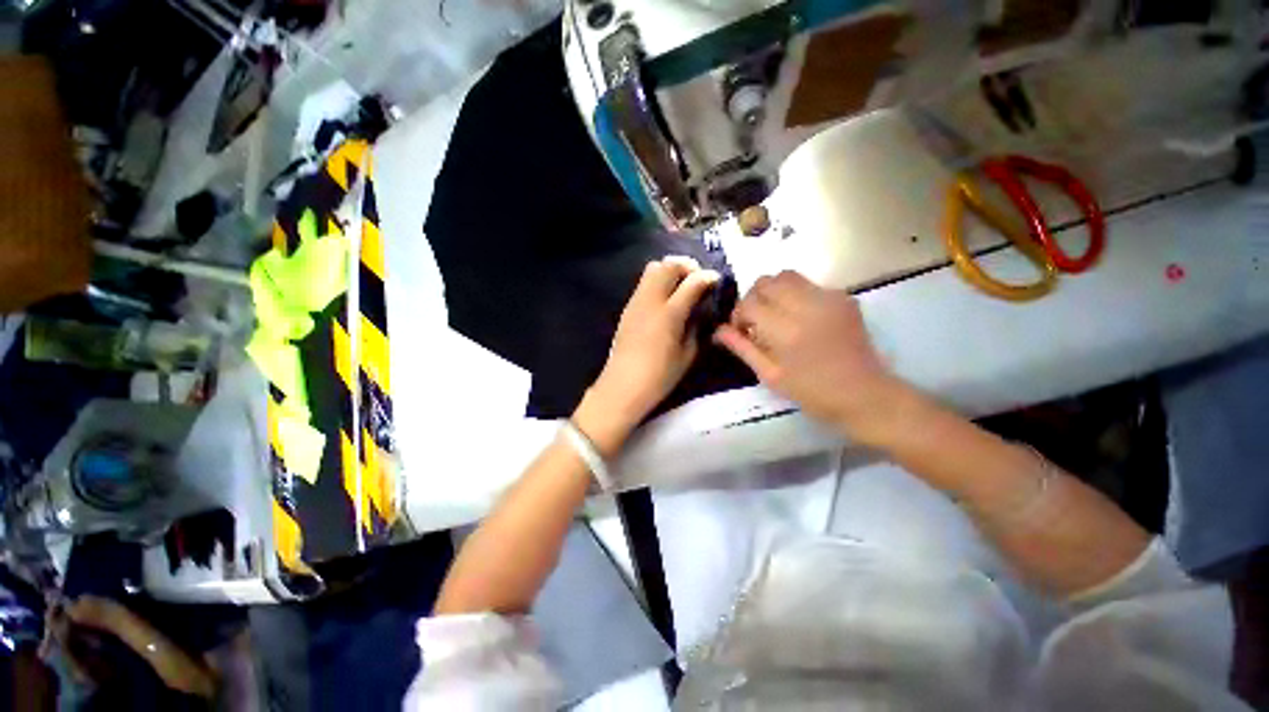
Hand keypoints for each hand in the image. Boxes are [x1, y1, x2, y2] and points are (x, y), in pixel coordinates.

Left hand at [576, 257, 718, 452]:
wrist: (622, 387)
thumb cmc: (659, 377)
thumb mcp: (687, 355)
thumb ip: (695, 327)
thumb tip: (698, 310)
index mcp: (669, 314)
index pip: (692, 282)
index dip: (707, 277)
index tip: (715, 279)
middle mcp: (650, 301)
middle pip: (667, 265)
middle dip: (686, 265)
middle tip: (697, 278)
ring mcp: (635, 302)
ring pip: (652, 269)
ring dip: (670, 270)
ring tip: (681, 285)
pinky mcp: (627, 308)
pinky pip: (643, 283)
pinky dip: (657, 281)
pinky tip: (665, 298)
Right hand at [714, 271, 907, 439]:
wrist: (865, 394)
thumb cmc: (812, 392)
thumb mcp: (770, 375)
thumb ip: (742, 348)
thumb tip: (719, 330)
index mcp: (786, 331)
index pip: (749, 304)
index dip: (738, 315)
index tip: (741, 330)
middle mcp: (806, 306)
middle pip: (766, 282)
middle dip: (753, 298)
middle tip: (756, 320)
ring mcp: (829, 298)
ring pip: (787, 276)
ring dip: (773, 291)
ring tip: (775, 314)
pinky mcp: (843, 297)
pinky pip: (808, 284)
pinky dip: (795, 295)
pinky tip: (800, 317)